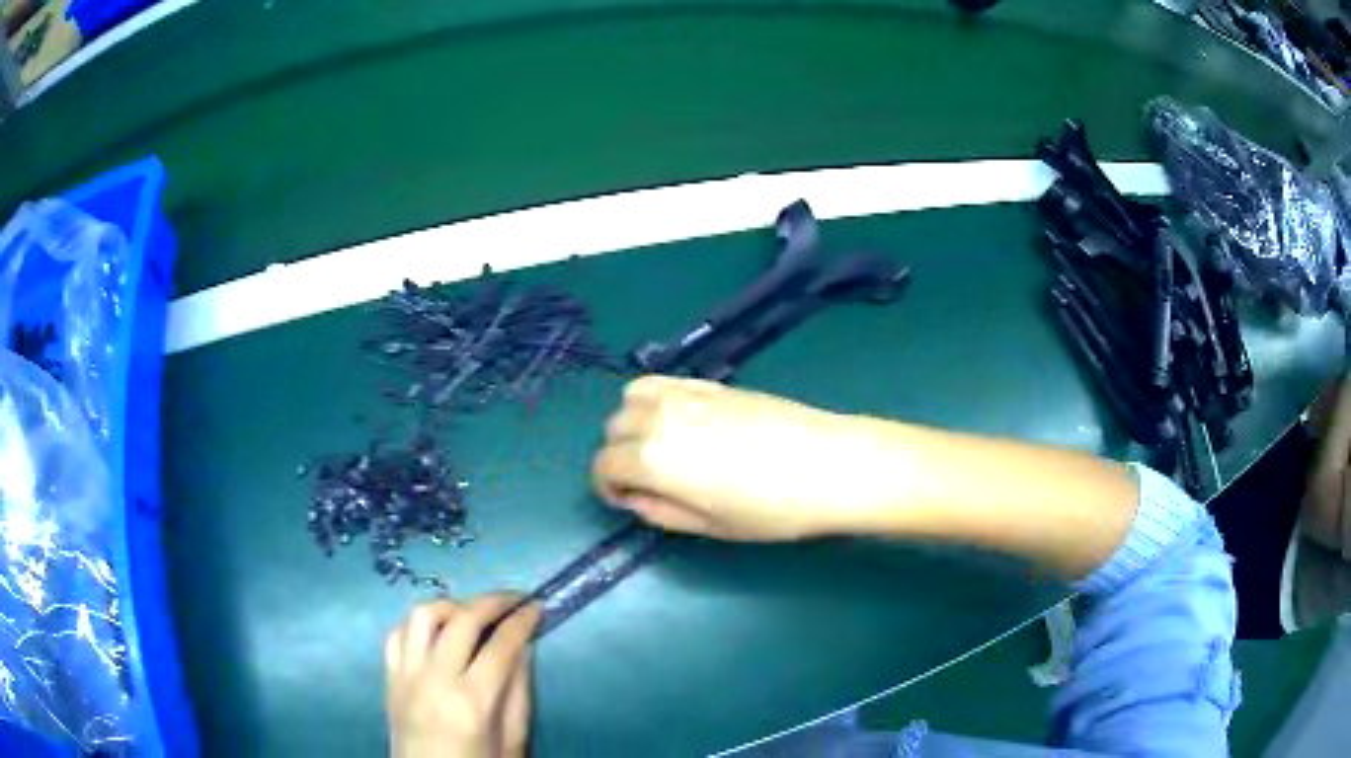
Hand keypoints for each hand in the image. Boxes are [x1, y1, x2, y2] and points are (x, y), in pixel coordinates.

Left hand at [385, 595, 540, 757]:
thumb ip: (518, 694)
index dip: (522, 621)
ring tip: (473, 612)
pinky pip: (397, 633)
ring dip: (452, 606)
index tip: (538, 606)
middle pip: (462, 620)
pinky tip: (436, 630)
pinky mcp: (389, 676)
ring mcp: (406, 674)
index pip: (501, 645)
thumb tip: (524, 649)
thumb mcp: (512, 741)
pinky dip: (418, 623)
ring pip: (423, 615)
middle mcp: (435, 678)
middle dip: (493, 601)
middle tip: (515, 598)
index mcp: (472, 701)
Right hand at [592, 375, 869, 540]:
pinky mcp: (709, 383)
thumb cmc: (771, 509)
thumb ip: (660, 512)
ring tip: (663, 447)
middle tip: (652, 482)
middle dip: (620, 456)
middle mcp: (658, 417)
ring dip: (634, 424)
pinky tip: (681, 421)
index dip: (609, 488)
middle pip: (613, 429)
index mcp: (652, 458)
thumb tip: (636, 498)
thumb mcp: (710, 527)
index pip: (603, 466)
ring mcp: (685, 394)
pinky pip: (661, 382)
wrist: (829, 464)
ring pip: (631, 399)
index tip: (631, 502)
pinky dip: (655, 400)